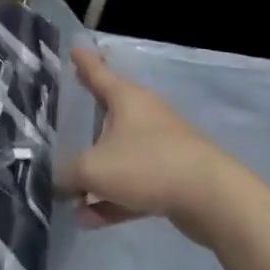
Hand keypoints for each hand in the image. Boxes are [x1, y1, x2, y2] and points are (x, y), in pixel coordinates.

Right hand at [56, 48, 237, 239]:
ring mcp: (161, 147)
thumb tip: (58, 179)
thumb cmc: (146, 165)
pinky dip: (113, 198)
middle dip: (90, 114)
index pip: (98, 72)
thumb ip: (69, 173)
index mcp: (126, 99)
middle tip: (69, 111)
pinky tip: (91, 219)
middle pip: (111, 111)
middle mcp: (144, 115)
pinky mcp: (172, 178)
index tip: (75, 49)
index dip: (84, 62)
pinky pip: (133, 184)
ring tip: (70, 194)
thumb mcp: (94, 168)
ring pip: (120, 154)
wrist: (210, 197)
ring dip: (96, 172)